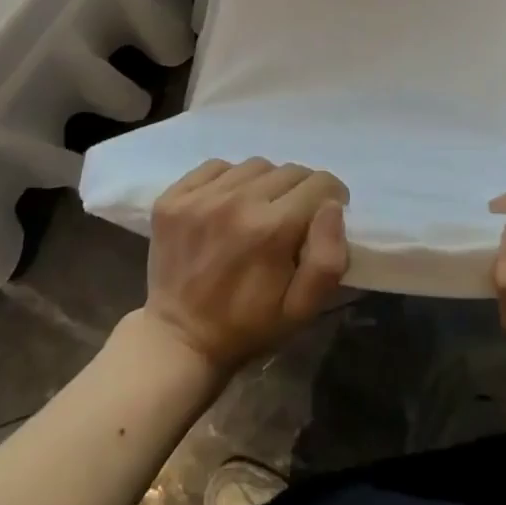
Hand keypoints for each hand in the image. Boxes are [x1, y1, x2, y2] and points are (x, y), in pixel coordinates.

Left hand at [141, 158, 349, 375]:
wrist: (178, 339)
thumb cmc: (248, 326)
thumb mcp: (302, 309)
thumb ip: (328, 259)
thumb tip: (332, 207)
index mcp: (272, 229)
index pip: (320, 183)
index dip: (332, 197)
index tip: (324, 215)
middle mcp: (237, 202)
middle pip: (289, 170)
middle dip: (301, 191)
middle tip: (292, 218)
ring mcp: (200, 197)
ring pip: (255, 166)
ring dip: (266, 183)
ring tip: (258, 210)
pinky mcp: (173, 197)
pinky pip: (216, 167)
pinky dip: (229, 180)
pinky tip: (227, 206)